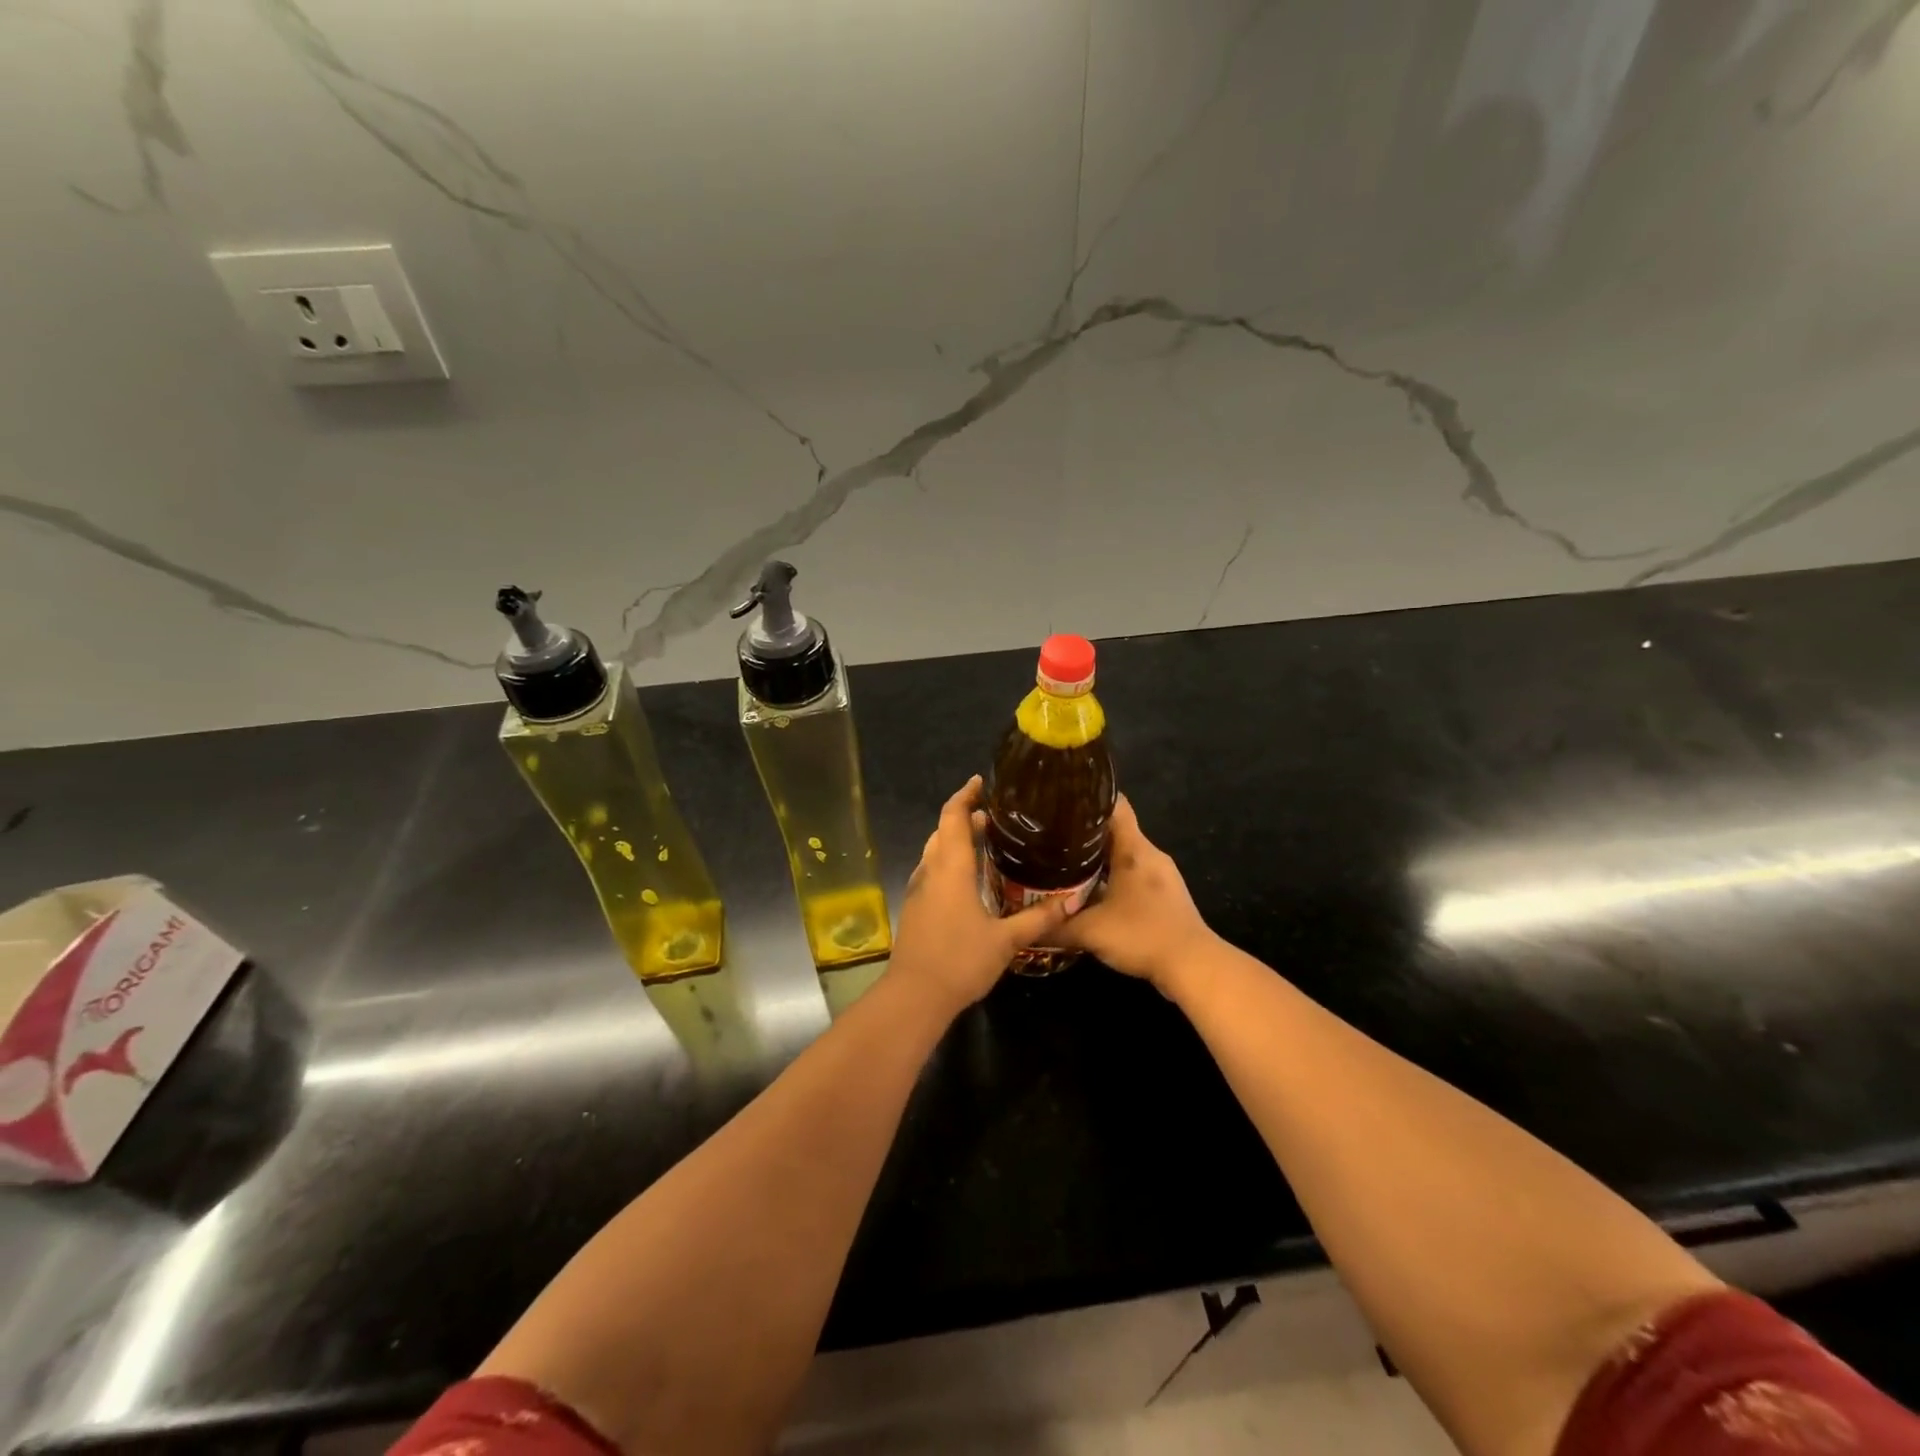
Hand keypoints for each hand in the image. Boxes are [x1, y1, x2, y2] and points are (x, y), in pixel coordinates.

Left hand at [889, 777, 1072, 1014]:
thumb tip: (1071, 902)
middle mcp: (931, 871)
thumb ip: (1038, 919)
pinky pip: (933, 871)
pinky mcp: (916, 908)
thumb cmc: (960, 961)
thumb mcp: (1006, 940)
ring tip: (986, 840)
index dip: (965, 795)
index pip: (953, 817)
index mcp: (951, 868)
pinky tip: (970, 878)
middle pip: (943, 830)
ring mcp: (919, 890)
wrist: (914, 996)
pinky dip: (950, 861)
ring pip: (935, 851)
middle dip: (965, 817)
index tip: (981, 782)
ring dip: (956, 839)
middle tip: (995, 816)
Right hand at [1050, 796, 1215, 990]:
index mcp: (1134, 849)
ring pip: (1124, 855)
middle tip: (1051, 838)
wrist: (1193, 966)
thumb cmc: (1142, 935)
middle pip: (1115, 831)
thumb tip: (1026, 927)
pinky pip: (1133, 876)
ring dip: (1098, 859)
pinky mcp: (1165, 897)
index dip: (1089, 800)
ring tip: (1065, 864)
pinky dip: (1112, 878)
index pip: (1115, 806)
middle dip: (1084, 833)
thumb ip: (1055, 927)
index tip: (1061, 802)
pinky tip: (1092, 893)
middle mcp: (1150, 855)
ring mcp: (1161, 876)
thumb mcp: (1090, 931)